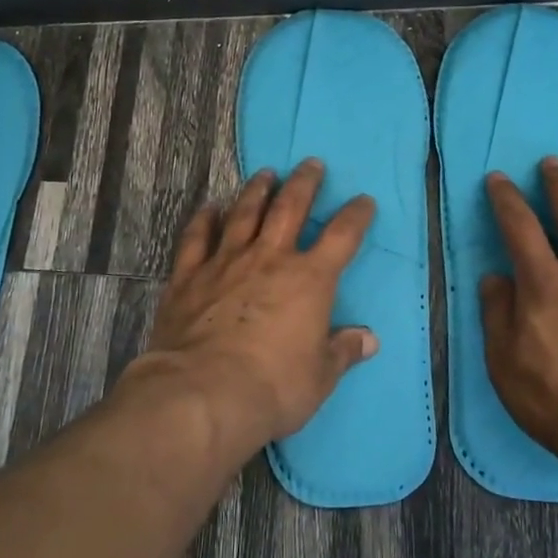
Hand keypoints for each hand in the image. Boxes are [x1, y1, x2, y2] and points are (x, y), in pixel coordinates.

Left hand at [135, 159, 377, 453]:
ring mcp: (225, 262)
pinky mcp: (188, 275)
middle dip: (304, 183)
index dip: (355, 216)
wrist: (203, 393)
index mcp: (309, 280)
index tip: (363, 201)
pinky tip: (209, 207)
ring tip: (265, 173)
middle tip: (310, 163)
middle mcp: (269, 259)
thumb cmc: (273, 386)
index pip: (341, 236)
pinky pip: (197, 237)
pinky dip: (204, 219)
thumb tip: (368, 339)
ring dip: (257, 190)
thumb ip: (342, 351)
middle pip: (290, 208)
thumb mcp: (320, 377)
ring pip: (244, 213)